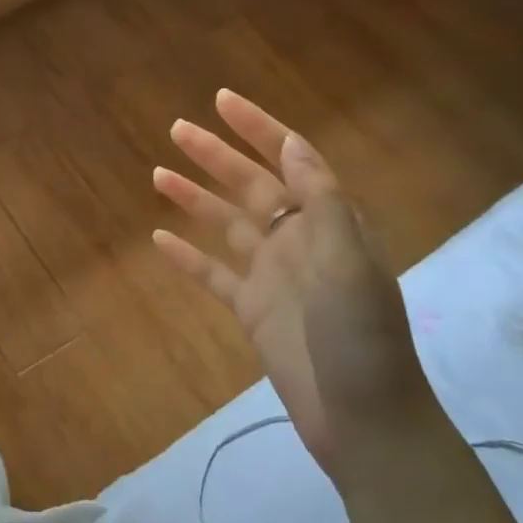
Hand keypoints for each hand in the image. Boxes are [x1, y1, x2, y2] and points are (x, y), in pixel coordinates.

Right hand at [150, 89, 440, 484]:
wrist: (364, 422)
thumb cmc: (362, 338)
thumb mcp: (348, 262)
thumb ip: (321, 201)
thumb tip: (293, 143)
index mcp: (328, 224)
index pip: (290, 161)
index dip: (259, 129)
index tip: (223, 101)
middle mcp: (299, 242)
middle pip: (251, 186)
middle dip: (216, 155)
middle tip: (177, 127)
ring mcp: (272, 277)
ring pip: (226, 225)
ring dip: (195, 198)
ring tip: (158, 173)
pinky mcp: (251, 311)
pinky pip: (213, 274)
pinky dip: (187, 257)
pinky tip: (159, 238)